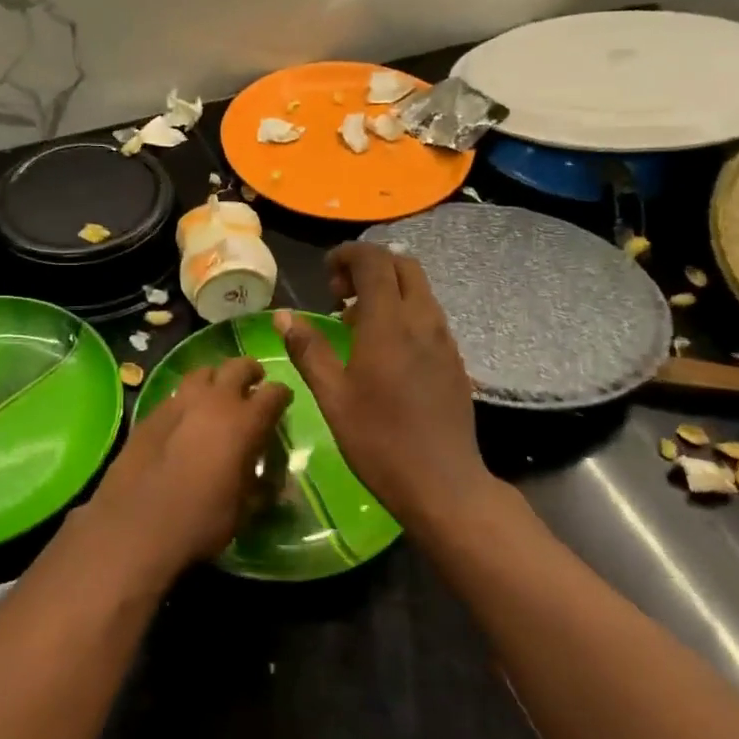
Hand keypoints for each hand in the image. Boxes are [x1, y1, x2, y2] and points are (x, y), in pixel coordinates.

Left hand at [80, 358, 291, 580]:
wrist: (135, 527)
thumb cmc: (200, 521)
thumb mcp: (244, 510)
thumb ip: (261, 487)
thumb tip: (268, 482)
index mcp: (245, 421)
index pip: (275, 392)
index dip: (282, 397)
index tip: (282, 404)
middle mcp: (215, 401)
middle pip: (239, 366)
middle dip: (251, 373)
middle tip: (253, 386)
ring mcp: (179, 402)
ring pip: (203, 373)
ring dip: (215, 381)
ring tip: (216, 397)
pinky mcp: (151, 413)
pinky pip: (176, 394)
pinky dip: (188, 399)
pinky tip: (184, 420)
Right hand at [274, 244, 497, 524]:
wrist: (442, 482)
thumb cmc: (379, 440)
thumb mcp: (333, 397)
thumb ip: (309, 350)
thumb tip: (284, 316)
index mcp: (389, 323)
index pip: (374, 261)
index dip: (348, 255)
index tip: (326, 275)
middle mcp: (423, 320)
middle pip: (403, 266)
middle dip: (370, 266)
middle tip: (341, 295)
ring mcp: (445, 339)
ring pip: (420, 290)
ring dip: (388, 289)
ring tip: (357, 322)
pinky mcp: (455, 359)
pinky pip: (430, 316)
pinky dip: (405, 312)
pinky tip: (386, 349)